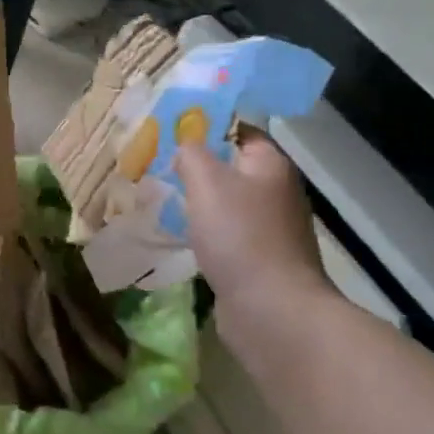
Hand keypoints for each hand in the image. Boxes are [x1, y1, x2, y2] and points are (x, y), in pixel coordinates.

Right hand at [177, 134, 335, 326]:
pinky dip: (205, 232)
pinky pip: (227, 234)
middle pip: (232, 167)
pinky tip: (181, 237)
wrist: (270, 308)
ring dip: (199, 202)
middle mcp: (276, 191)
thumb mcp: (207, 181)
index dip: (207, 126)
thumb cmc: (239, 235)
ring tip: (162, 199)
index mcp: (270, 165)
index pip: (239, 130)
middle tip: (157, 165)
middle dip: (197, 166)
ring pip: (227, 203)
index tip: (170, 131)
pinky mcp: (259, 259)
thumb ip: (192, 154)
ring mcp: (270, 228)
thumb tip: (186, 144)